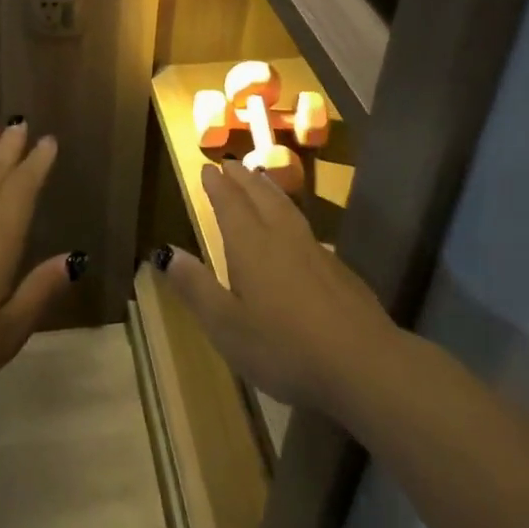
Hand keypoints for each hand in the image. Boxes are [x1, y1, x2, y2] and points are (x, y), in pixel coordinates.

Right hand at [157, 159, 399, 420]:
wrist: (363, 363)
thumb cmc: (284, 348)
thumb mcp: (226, 325)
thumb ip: (196, 286)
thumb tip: (165, 251)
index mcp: (250, 246)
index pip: (230, 204)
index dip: (217, 186)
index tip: (207, 167)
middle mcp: (282, 237)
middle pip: (260, 197)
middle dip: (243, 179)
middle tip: (231, 164)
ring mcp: (315, 251)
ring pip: (287, 208)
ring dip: (269, 190)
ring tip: (260, 179)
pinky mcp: (339, 270)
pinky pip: (305, 227)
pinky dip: (291, 214)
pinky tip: (295, 229)